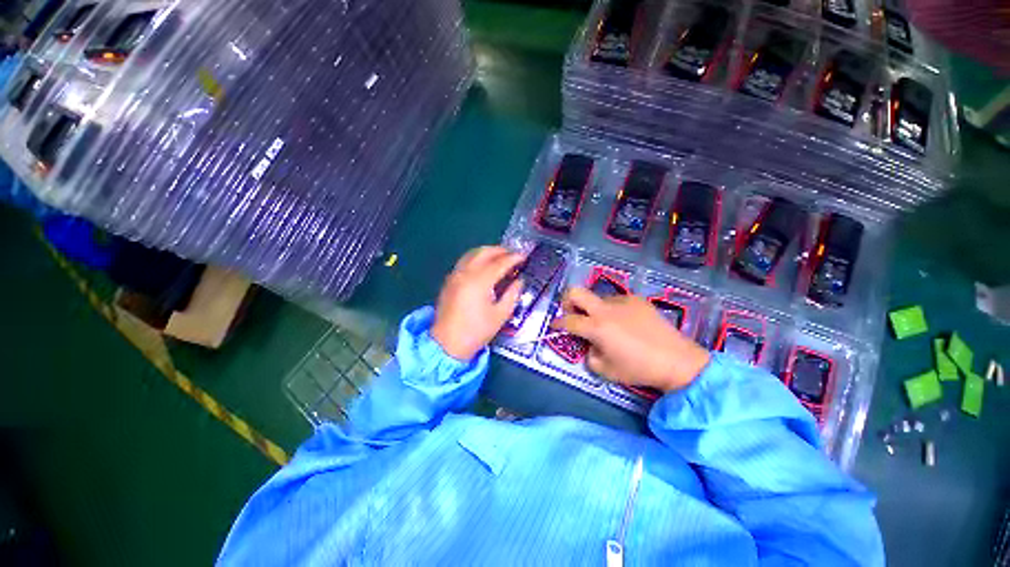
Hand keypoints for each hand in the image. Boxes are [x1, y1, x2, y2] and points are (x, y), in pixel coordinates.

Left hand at [431, 246, 524, 360]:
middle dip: (500, 250)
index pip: (500, 262)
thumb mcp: (500, 315)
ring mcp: (455, 275)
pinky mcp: (449, 280)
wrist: (447, 343)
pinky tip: (483, 266)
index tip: (524, 257)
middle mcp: (466, 273)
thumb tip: (519, 281)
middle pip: (484, 252)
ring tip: (500, 257)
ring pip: (472, 253)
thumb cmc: (476, 331)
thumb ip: (512, 294)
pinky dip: (476, 258)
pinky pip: (464, 261)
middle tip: (513, 255)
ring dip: (487, 251)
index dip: (514, 258)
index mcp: (480, 281)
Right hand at [553, 288, 709, 391]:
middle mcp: (605, 309)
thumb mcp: (605, 370)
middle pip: (575, 292)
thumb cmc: (638, 369)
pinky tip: (626, 323)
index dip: (557, 323)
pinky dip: (613, 310)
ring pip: (597, 298)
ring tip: (608, 325)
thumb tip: (589, 344)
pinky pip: (616, 301)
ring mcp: (622, 301)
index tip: (554, 325)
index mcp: (596, 327)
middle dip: (567, 301)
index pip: (568, 320)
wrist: (676, 360)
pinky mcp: (637, 299)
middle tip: (573, 314)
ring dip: (594, 309)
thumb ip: (589, 355)